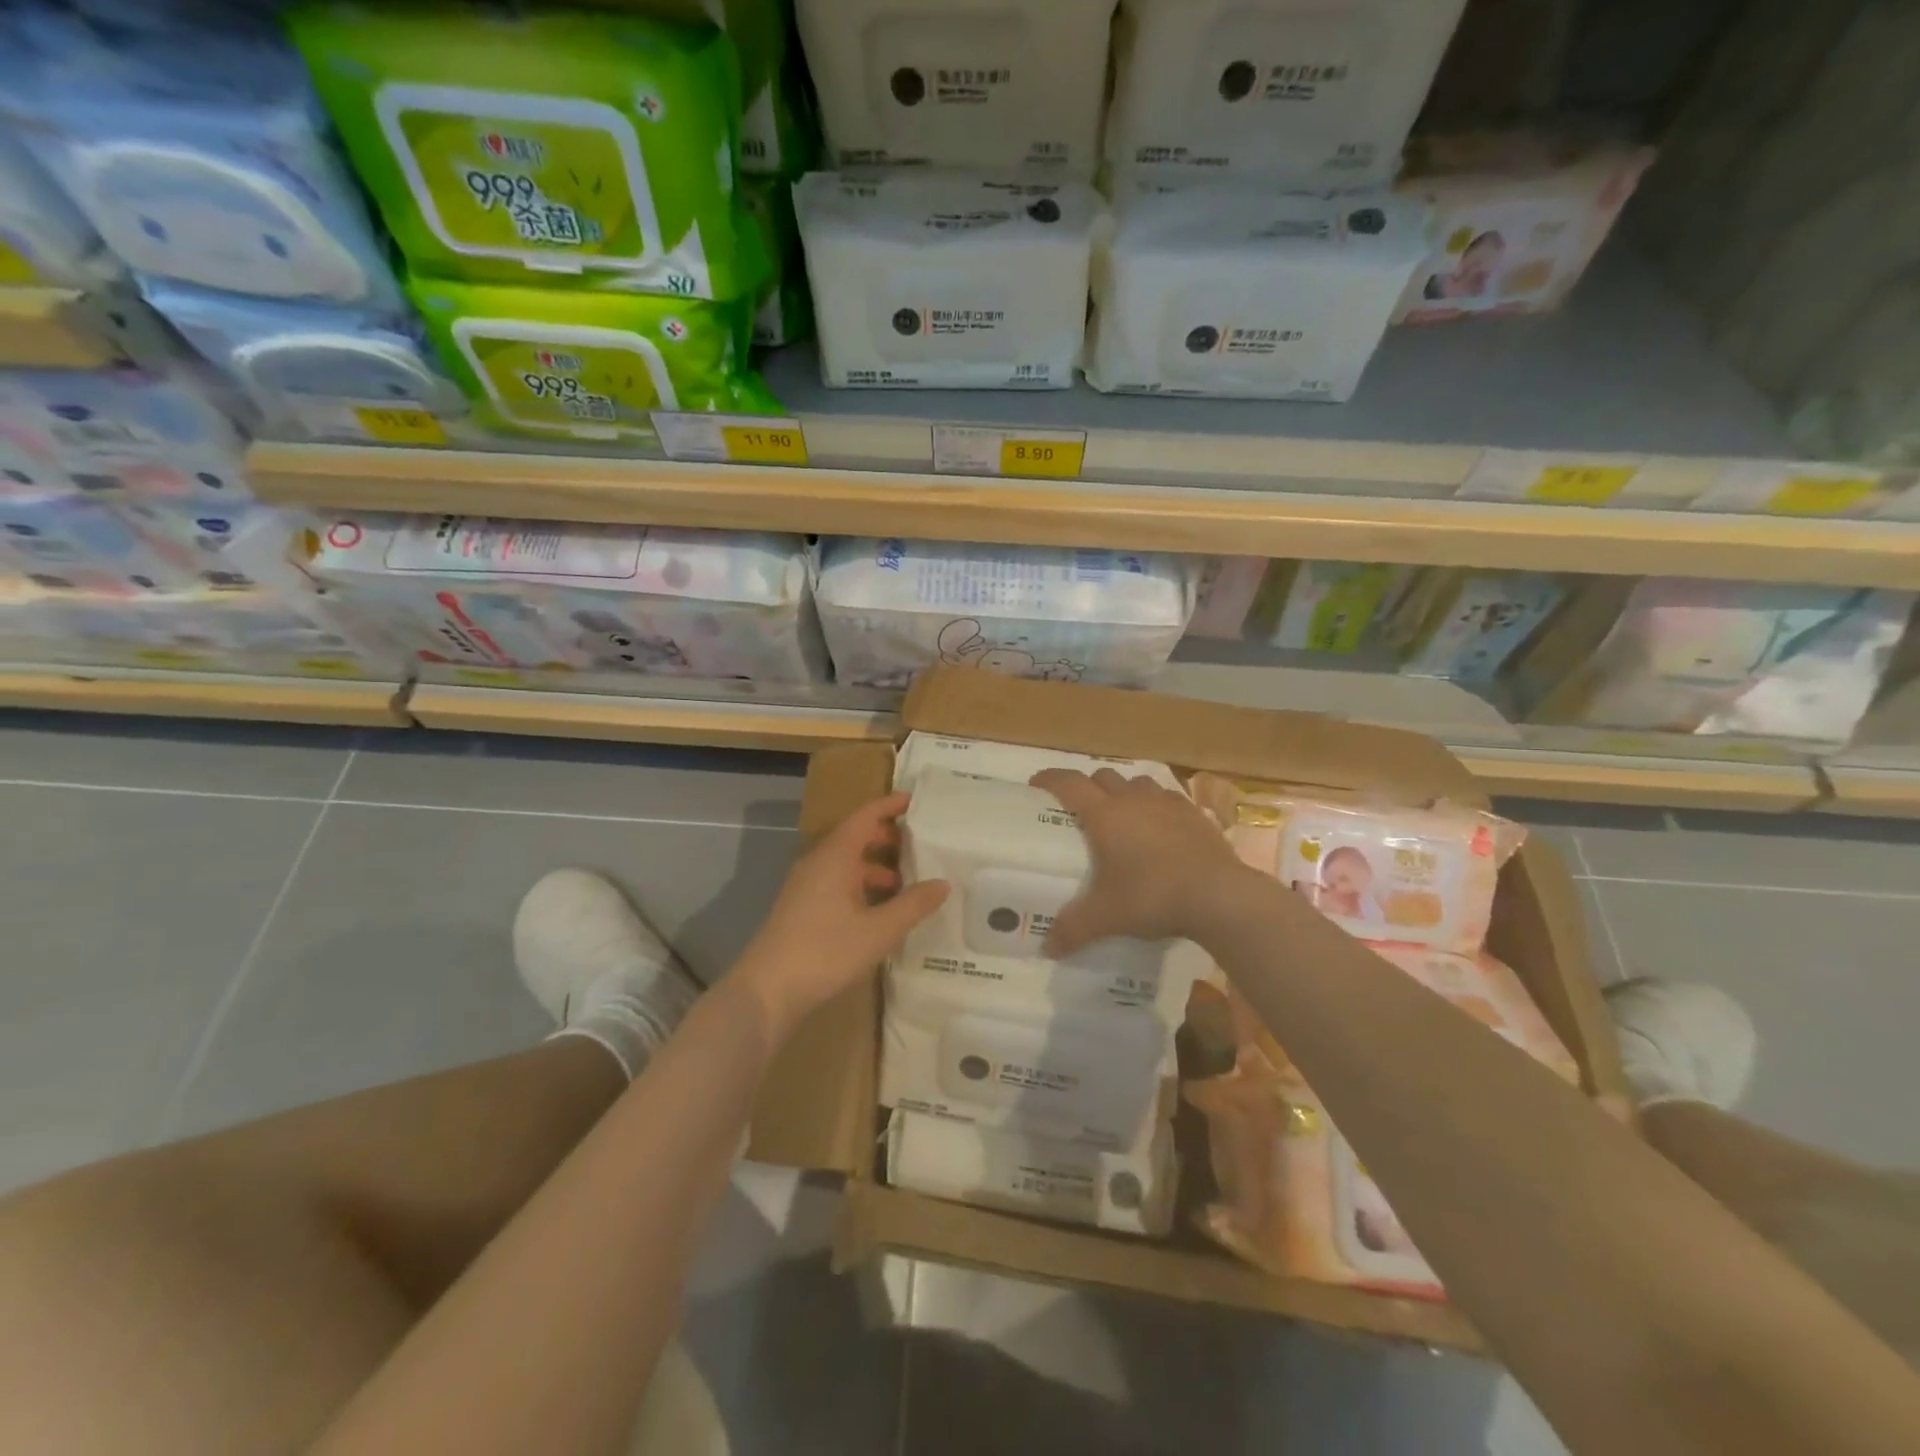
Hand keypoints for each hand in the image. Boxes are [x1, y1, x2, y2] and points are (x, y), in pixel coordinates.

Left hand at [735, 791, 948, 1033]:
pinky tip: (882, 911)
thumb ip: (913, 905)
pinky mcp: (802, 908)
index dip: (891, 805)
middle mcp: (819, 862)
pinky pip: (838, 883)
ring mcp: (807, 885)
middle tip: (922, 844)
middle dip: (888, 838)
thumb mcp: (879, 930)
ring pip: (848, 863)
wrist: (767, 990)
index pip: (866, 816)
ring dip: (877, 867)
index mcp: (836, 855)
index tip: (917, 801)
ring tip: (909, 882)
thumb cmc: (825, 951)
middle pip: (856, 837)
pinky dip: (863, 886)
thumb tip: (943, 883)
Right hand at [1029, 768, 1248, 956]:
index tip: (1036, 785)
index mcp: (1104, 815)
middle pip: (1102, 777)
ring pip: (1137, 782)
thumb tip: (1047, 948)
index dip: (1049, 779)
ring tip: (1121, 814)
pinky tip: (1159, 826)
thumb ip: (1074, 930)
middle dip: (1087, 786)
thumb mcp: (1107, 917)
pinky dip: (1155, 804)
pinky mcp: (1194, 813)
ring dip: (1123, 791)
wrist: (1218, 895)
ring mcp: (1166, 803)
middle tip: (1080, 809)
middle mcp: (1132, 800)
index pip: (1069, 783)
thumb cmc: (1152, 897)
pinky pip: (1167, 797)